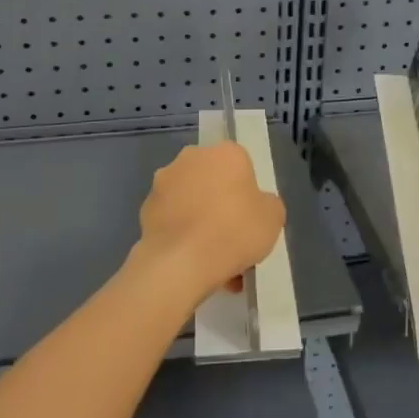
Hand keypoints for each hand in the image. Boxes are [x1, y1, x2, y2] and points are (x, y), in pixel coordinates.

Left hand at [135, 142, 285, 307]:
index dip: (247, 192)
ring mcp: (164, 182)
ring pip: (190, 201)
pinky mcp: (145, 209)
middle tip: (232, 238)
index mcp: (226, 153)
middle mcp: (192, 158)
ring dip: (200, 222)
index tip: (250, 217)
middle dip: (220, 204)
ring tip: (212, 262)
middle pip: (212, 180)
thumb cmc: (234, 231)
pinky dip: (181, 236)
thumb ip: (266, 204)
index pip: (241, 165)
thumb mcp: (273, 218)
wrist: (181, 262)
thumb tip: (255, 205)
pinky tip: (192, 264)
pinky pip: (172, 221)